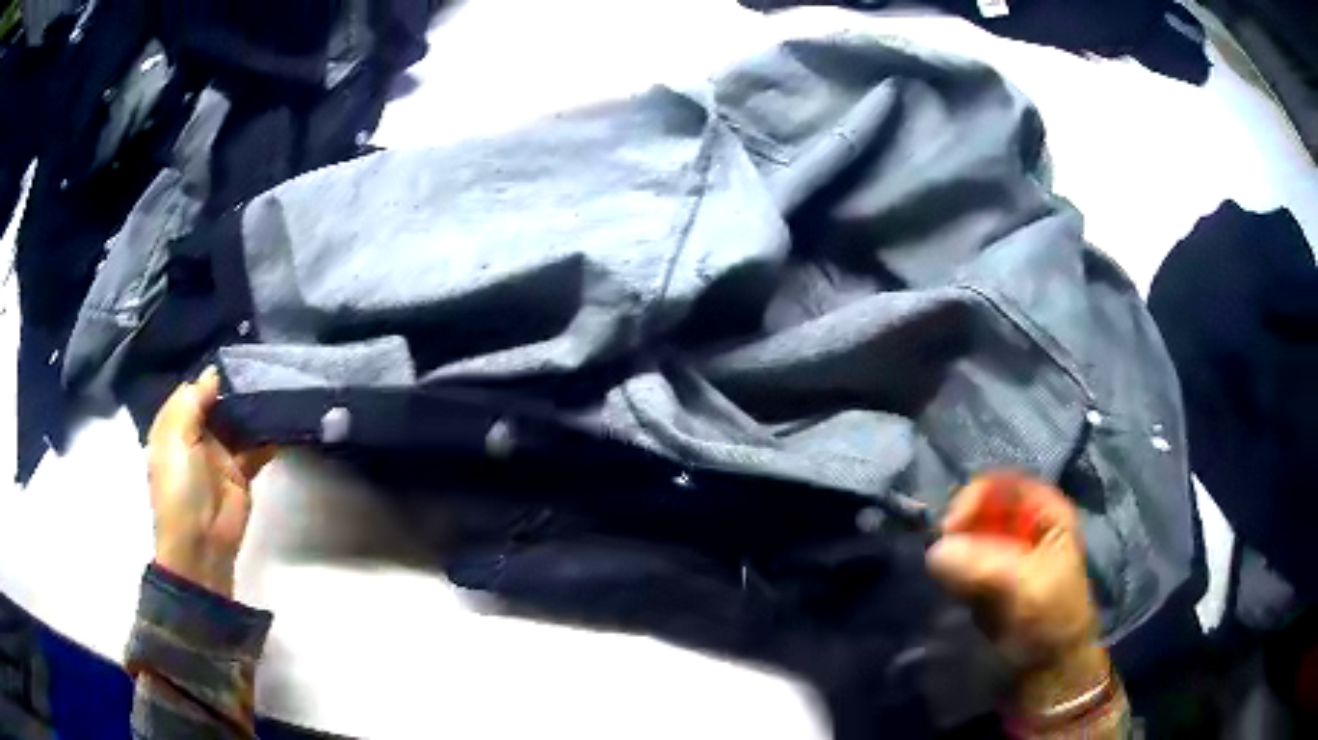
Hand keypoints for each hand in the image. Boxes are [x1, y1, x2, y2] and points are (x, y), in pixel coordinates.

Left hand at [146, 367, 275, 596]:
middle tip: (261, 362)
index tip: (233, 354)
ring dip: (253, 409)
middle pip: (217, 405)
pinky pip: (256, 447)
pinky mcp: (241, 472)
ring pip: (238, 423)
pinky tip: (283, 417)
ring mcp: (220, 454)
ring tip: (275, 383)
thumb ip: (193, 401)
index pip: (191, 391)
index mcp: (174, 426)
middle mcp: (196, 436)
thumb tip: (214, 373)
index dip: (209, 375)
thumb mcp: (177, 437)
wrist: (202, 542)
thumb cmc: (180, 486)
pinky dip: (269, 436)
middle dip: (235, 388)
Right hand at [926, 471, 1097, 669]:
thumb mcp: (1028, 587)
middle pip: (982, 508)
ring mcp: (1005, 553)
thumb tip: (934, 551)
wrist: (1050, 666)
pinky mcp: (986, 579)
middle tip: (942, 554)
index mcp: (1047, 513)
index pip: (1004, 485)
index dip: (975, 497)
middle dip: (960, 527)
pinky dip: (952, 572)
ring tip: (947, 577)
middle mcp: (1024, 526)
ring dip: (953, 552)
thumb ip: (986, 565)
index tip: (950, 526)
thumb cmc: (1053, 617)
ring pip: (968, 536)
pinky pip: (961, 564)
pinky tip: (953, 588)